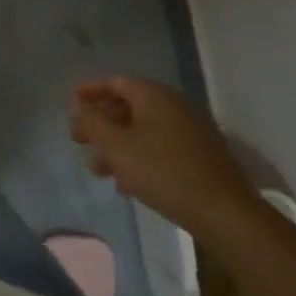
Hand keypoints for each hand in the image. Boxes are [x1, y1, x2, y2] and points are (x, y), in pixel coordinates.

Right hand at [69, 77, 260, 235]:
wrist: (225, 213)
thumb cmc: (163, 172)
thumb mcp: (116, 146)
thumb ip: (91, 121)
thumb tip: (79, 106)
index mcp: (155, 96)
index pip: (115, 82)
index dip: (89, 91)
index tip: (70, 106)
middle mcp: (175, 106)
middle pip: (128, 106)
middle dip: (101, 124)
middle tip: (80, 142)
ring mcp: (192, 130)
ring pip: (143, 130)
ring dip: (117, 145)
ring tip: (100, 171)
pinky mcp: (201, 155)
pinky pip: (160, 146)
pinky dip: (139, 156)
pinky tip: (128, 183)